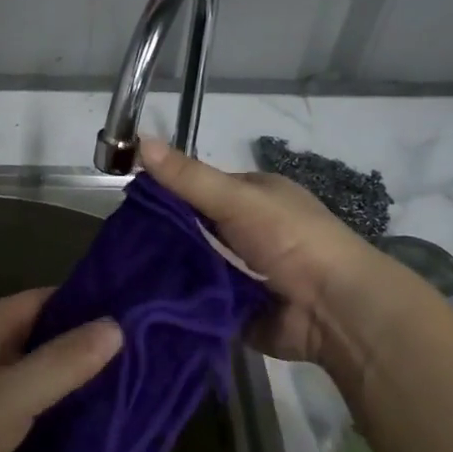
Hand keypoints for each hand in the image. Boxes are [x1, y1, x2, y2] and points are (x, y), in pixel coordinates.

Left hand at [0, 290, 121, 451]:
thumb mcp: (17, 392)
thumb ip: (65, 361)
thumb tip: (116, 326)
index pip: (48, 299)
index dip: (87, 306)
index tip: (130, 322)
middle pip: (40, 332)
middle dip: (80, 345)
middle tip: (133, 362)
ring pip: (29, 366)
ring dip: (63, 376)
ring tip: (114, 391)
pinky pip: (17, 396)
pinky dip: (44, 402)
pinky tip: (72, 421)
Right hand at [139, 135, 419, 371]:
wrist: (335, 310)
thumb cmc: (291, 240)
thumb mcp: (238, 199)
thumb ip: (188, 177)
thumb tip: (140, 140)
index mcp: (253, 197)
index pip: (198, 188)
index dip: (164, 192)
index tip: (125, 204)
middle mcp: (247, 231)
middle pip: (193, 228)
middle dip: (161, 236)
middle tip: (117, 245)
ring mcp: (242, 272)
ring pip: (193, 265)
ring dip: (167, 270)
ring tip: (120, 273)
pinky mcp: (236, 309)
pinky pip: (199, 299)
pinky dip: (179, 299)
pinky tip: (142, 300)